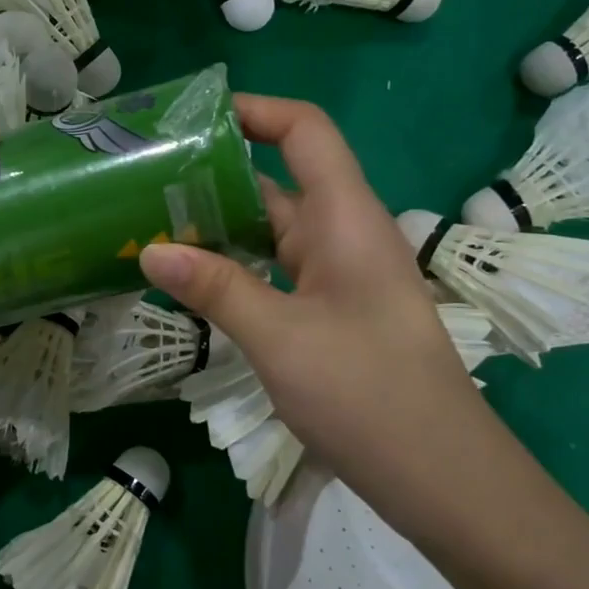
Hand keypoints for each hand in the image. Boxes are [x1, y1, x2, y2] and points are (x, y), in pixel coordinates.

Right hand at [138, 95, 488, 507]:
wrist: (442, 477)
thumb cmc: (368, 394)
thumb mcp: (280, 338)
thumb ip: (215, 288)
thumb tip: (150, 249)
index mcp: (344, 218)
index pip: (304, 131)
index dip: (254, 110)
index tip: (192, 120)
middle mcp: (342, 233)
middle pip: (278, 178)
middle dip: (215, 172)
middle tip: (146, 177)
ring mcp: (338, 273)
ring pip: (272, 228)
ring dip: (219, 223)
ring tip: (151, 222)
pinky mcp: (330, 309)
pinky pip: (275, 267)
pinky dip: (234, 263)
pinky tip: (191, 278)